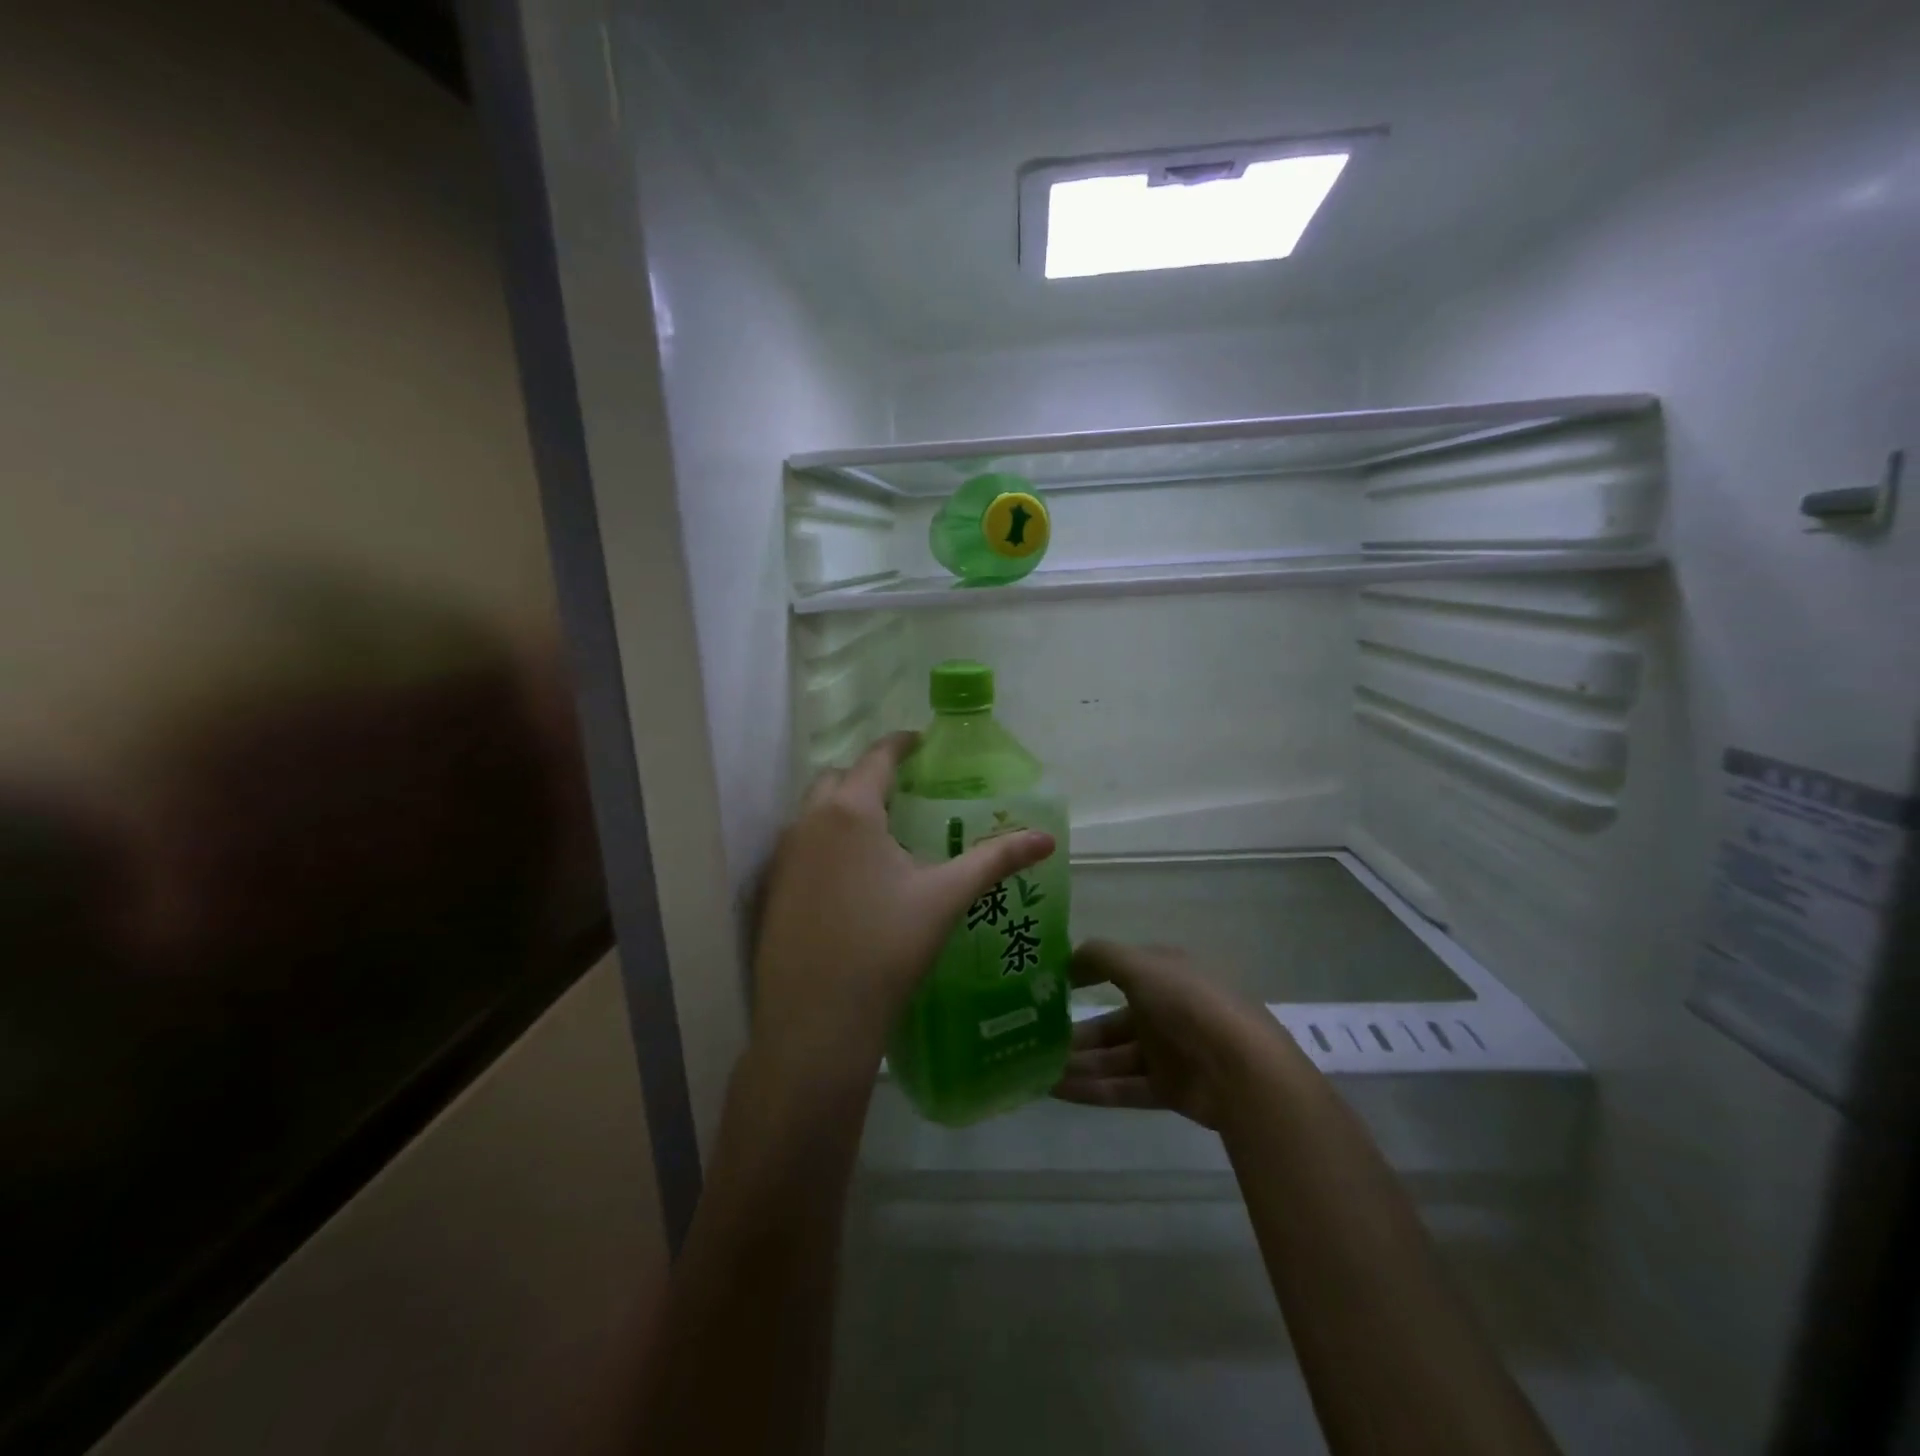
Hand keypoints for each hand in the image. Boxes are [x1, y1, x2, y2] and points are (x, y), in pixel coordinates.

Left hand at [750, 733, 1055, 1087]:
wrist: (816, 1020)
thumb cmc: (886, 947)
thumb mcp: (945, 898)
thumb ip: (995, 860)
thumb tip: (1045, 839)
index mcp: (850, 811)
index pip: (876, 758)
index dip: (901, 744)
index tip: (920, 742)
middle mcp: (808, 822)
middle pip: (838, 778)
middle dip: (869, 776)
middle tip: (905, 794)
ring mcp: (783, 857)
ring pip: (814, 812)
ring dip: (844, 809)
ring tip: (882, 834)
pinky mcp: (771, 889)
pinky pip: (801, 846)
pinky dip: (826, 842)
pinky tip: (851, 878)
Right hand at [1054, 940, 1288, 1129]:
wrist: (1242, 1069)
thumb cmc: (1188, 1003)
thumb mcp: (1140, 965)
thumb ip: (1100, 957)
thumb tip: (1066, 960)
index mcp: (1163, 974)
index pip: (1117, 971)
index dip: (1083, 976)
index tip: (1047, 986)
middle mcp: (1164, 1009)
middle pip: (1111, 1021)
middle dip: (1074, 1030)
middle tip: (1032, 1038)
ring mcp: (1167, 1051)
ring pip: (1112, 1056)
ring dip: (1076, 1061)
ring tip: (1034, 1067)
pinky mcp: (1168, 1089)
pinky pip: (1121, 1086)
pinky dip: (1090, 1088)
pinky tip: (1054, 1090)